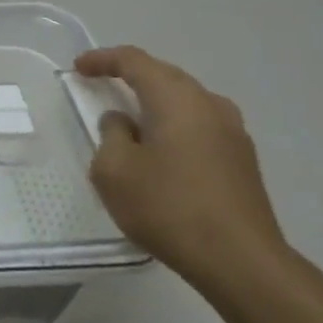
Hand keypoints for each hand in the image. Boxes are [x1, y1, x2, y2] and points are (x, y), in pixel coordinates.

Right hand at [74, 46, 288, 294]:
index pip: (134, 61)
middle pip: (164, 75)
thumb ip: (111, 135)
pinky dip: (174, 125)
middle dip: (131, 76)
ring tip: (131, 118)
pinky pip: (200, 125)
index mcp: (176, 98)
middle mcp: (209, 104)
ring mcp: (233, 132)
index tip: (79, 67)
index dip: (103, 59)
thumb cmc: (169, 208)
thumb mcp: (115, 171)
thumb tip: (123, 123)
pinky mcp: (243, 160)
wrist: (242, 263)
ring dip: (156, 102)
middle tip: (102, 85)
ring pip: (185, 101)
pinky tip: (162, 150)